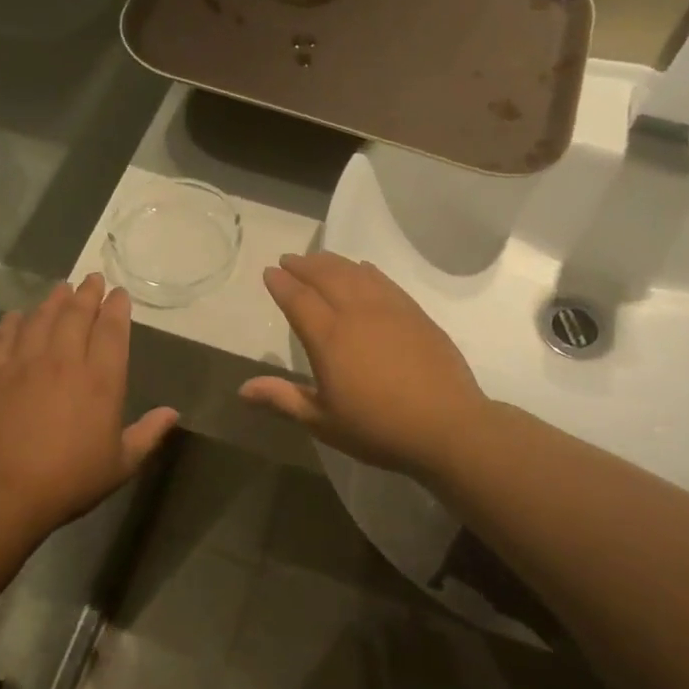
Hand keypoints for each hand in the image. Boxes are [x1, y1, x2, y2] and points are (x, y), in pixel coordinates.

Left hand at [0, 275, 178, 534]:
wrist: (3, 493)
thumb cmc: (70, 481)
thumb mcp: (121, 464)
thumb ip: (147, 434)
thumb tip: (173, 413)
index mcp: (101, 381)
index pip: (112, 332)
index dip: (117, 308)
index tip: (119, 293)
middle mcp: (65, 362)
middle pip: (77, 315)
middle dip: (87, 294)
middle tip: (92, 278)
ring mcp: (25, 364)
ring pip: (42, 319)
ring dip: (54, 300)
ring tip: (61, 288)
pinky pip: (4, 338)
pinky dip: (13, 322)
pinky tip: (17, 315)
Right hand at [239, 253, 489, 478]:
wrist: (447, 426)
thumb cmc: (377, 428)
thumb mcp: (323, 421)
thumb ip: (283, 398)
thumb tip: (242, 389)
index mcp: (328, 338)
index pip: (297, 299)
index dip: (281, 283)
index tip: (270, 272)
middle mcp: (356, 313)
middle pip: (325, 276)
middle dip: (303, 265)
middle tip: (289, 260)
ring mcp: (389, 309)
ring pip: (355, 272)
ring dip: (332, 261)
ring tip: (318, 259)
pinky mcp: (415, 313)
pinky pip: (384, 280)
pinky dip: (366, 269)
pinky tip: (362, 268)